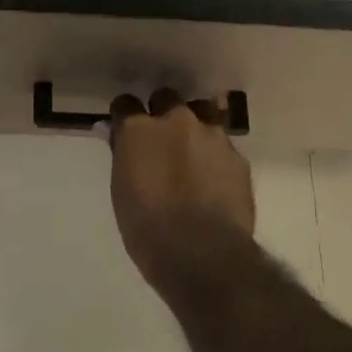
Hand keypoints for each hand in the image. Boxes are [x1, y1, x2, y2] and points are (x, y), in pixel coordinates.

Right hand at [103, 89, 254, 284]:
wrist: (202, 253)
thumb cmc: (148, 229)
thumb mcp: (122, 191)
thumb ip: (122, 155)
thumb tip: (113, 131)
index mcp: (140, 130)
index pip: (125, 104)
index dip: (124, 115)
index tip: (124, 129)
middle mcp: (177, 121)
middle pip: (166, 98)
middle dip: (162, 112)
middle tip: (160, 140)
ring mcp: (212, 135)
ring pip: (202, 114)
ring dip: (194, 127)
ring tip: (192, 153)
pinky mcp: (237, 156)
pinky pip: (223, 145)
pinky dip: (215, 155)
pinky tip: (214, 179)